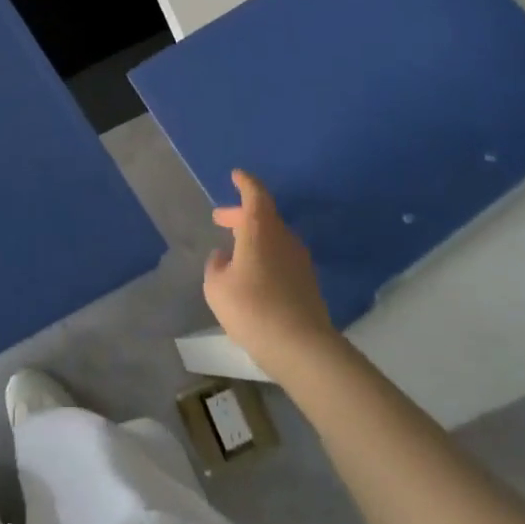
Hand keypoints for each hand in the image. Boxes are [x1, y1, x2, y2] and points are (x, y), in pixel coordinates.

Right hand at [203, 170, 341, 375]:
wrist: (302, 348)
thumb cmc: (252, 309)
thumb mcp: (217, 287)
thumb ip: (216, 266)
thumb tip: (223, 257)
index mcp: (260, 229)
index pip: (255, 194)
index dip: (245, 183)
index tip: (236, 175)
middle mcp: (283, 238)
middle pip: (263, 216)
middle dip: (240, 215)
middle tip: (220, 219)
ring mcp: (300, 260)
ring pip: (273, 237)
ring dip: (253, 238)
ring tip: (234, 250)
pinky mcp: (308, 283)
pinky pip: (282, 257)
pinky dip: (265, 256)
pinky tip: (252, 275)